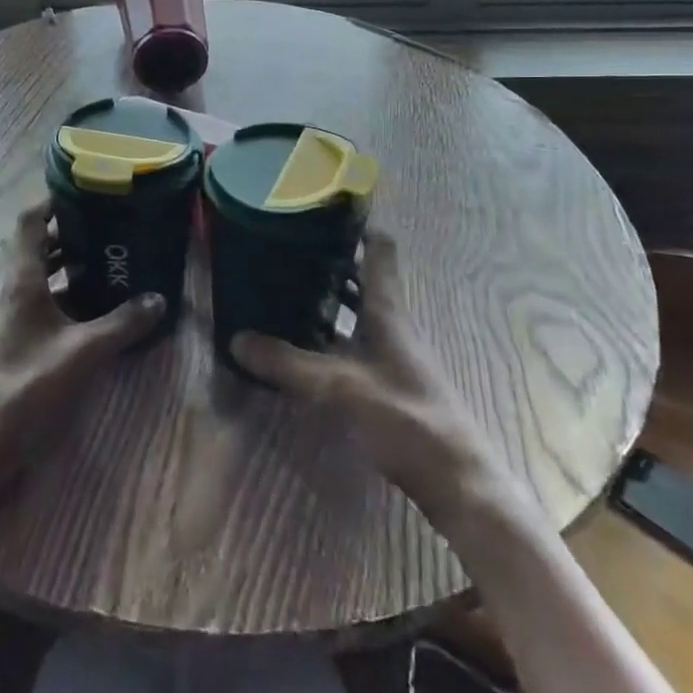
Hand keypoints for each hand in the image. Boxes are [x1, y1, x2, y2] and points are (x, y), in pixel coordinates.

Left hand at [0, 202, 164, 507]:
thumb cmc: (27, 384)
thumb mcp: (83, 351)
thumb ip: (122, 324)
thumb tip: (159, 299)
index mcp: (22, 280)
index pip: (30, 222)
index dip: (53, 202)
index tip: (87, 193)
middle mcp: (16, 290)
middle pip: (40, 247)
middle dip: (73, 233)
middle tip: (111, 226)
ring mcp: (16, 316)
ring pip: (44, 276)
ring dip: (73, 265)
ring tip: (112, 260)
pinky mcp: (21, 340)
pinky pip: (48, 303)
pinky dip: (71, 297)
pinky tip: (100, 307)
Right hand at [231, 232, 529, 527]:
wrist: (457, 482)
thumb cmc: (404, 418)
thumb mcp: (338, 388)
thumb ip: (287, 364)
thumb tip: (236, 339)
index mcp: (387, 310)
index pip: (378, 250)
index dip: (354, 226)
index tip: (318, 211)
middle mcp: (392, 323)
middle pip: (362, 279)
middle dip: (327, 262)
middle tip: (284, 250)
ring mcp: (392, 353)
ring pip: (357, 311)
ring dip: (326, 298)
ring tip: (284, 290)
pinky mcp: (389, 381)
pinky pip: (354, 341)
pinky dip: (330, 333)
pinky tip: (303, 345)